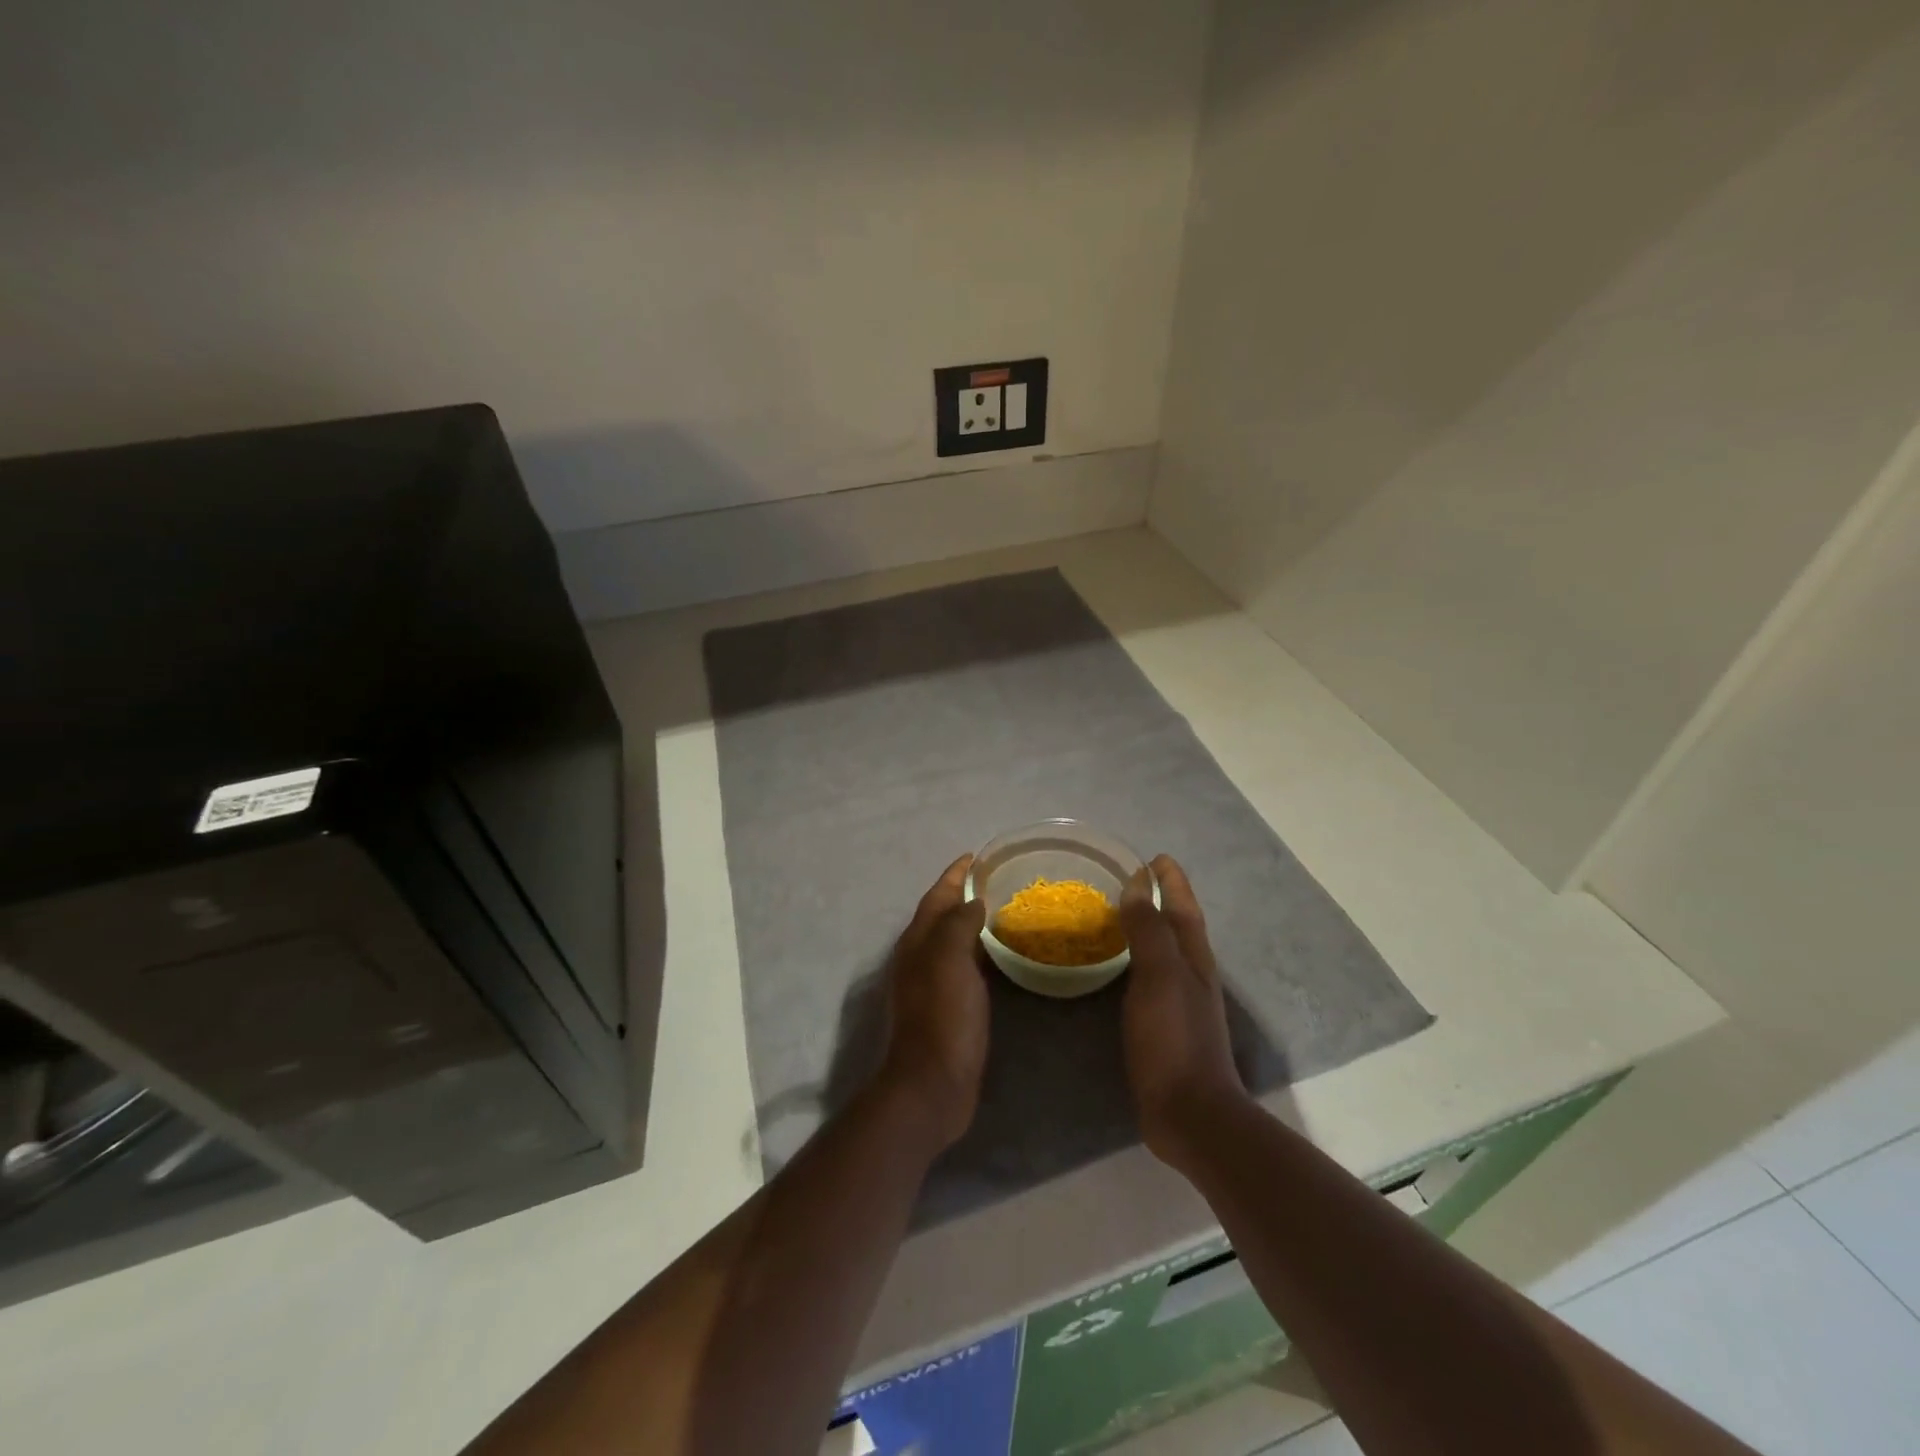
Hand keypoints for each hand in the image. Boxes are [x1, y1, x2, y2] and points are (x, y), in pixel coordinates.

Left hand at [876, 854, 989, 1150]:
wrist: (932, 1085)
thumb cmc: (942, 1016)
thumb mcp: (950, 960)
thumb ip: (959, 924)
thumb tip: (973, 901)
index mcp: (917, 942)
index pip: (937, 896)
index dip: (955, 874)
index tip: (977, 856)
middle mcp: (919, 958)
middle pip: (941, 915)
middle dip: (963, 894)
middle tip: (997, 880)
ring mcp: (931, 984)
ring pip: (952, 941)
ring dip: (971, 922)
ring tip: (1003, 910)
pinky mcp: (947, 1008)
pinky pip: (964, 966)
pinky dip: (979, 951)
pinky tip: (1000, 956)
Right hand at [1120, 855, 1248, 1168]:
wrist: (1191, 1113)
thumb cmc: (1173, 1039)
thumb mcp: (1158, 977)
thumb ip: (1148, 930)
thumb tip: (1137, 885)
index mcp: (1194, 957)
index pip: (1183, 906)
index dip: (1171, 881)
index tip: (1154, 858)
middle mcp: (1192, 973)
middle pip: (1179, 925)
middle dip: (1162, 899)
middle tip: (1132, 880)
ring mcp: (1182, 1002)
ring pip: (1167, 951)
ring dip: (1151, 927)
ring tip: (1123, 915)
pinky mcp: (1167, 1026)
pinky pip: (1152, 977)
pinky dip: (1139, 959)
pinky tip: (1122, 968)